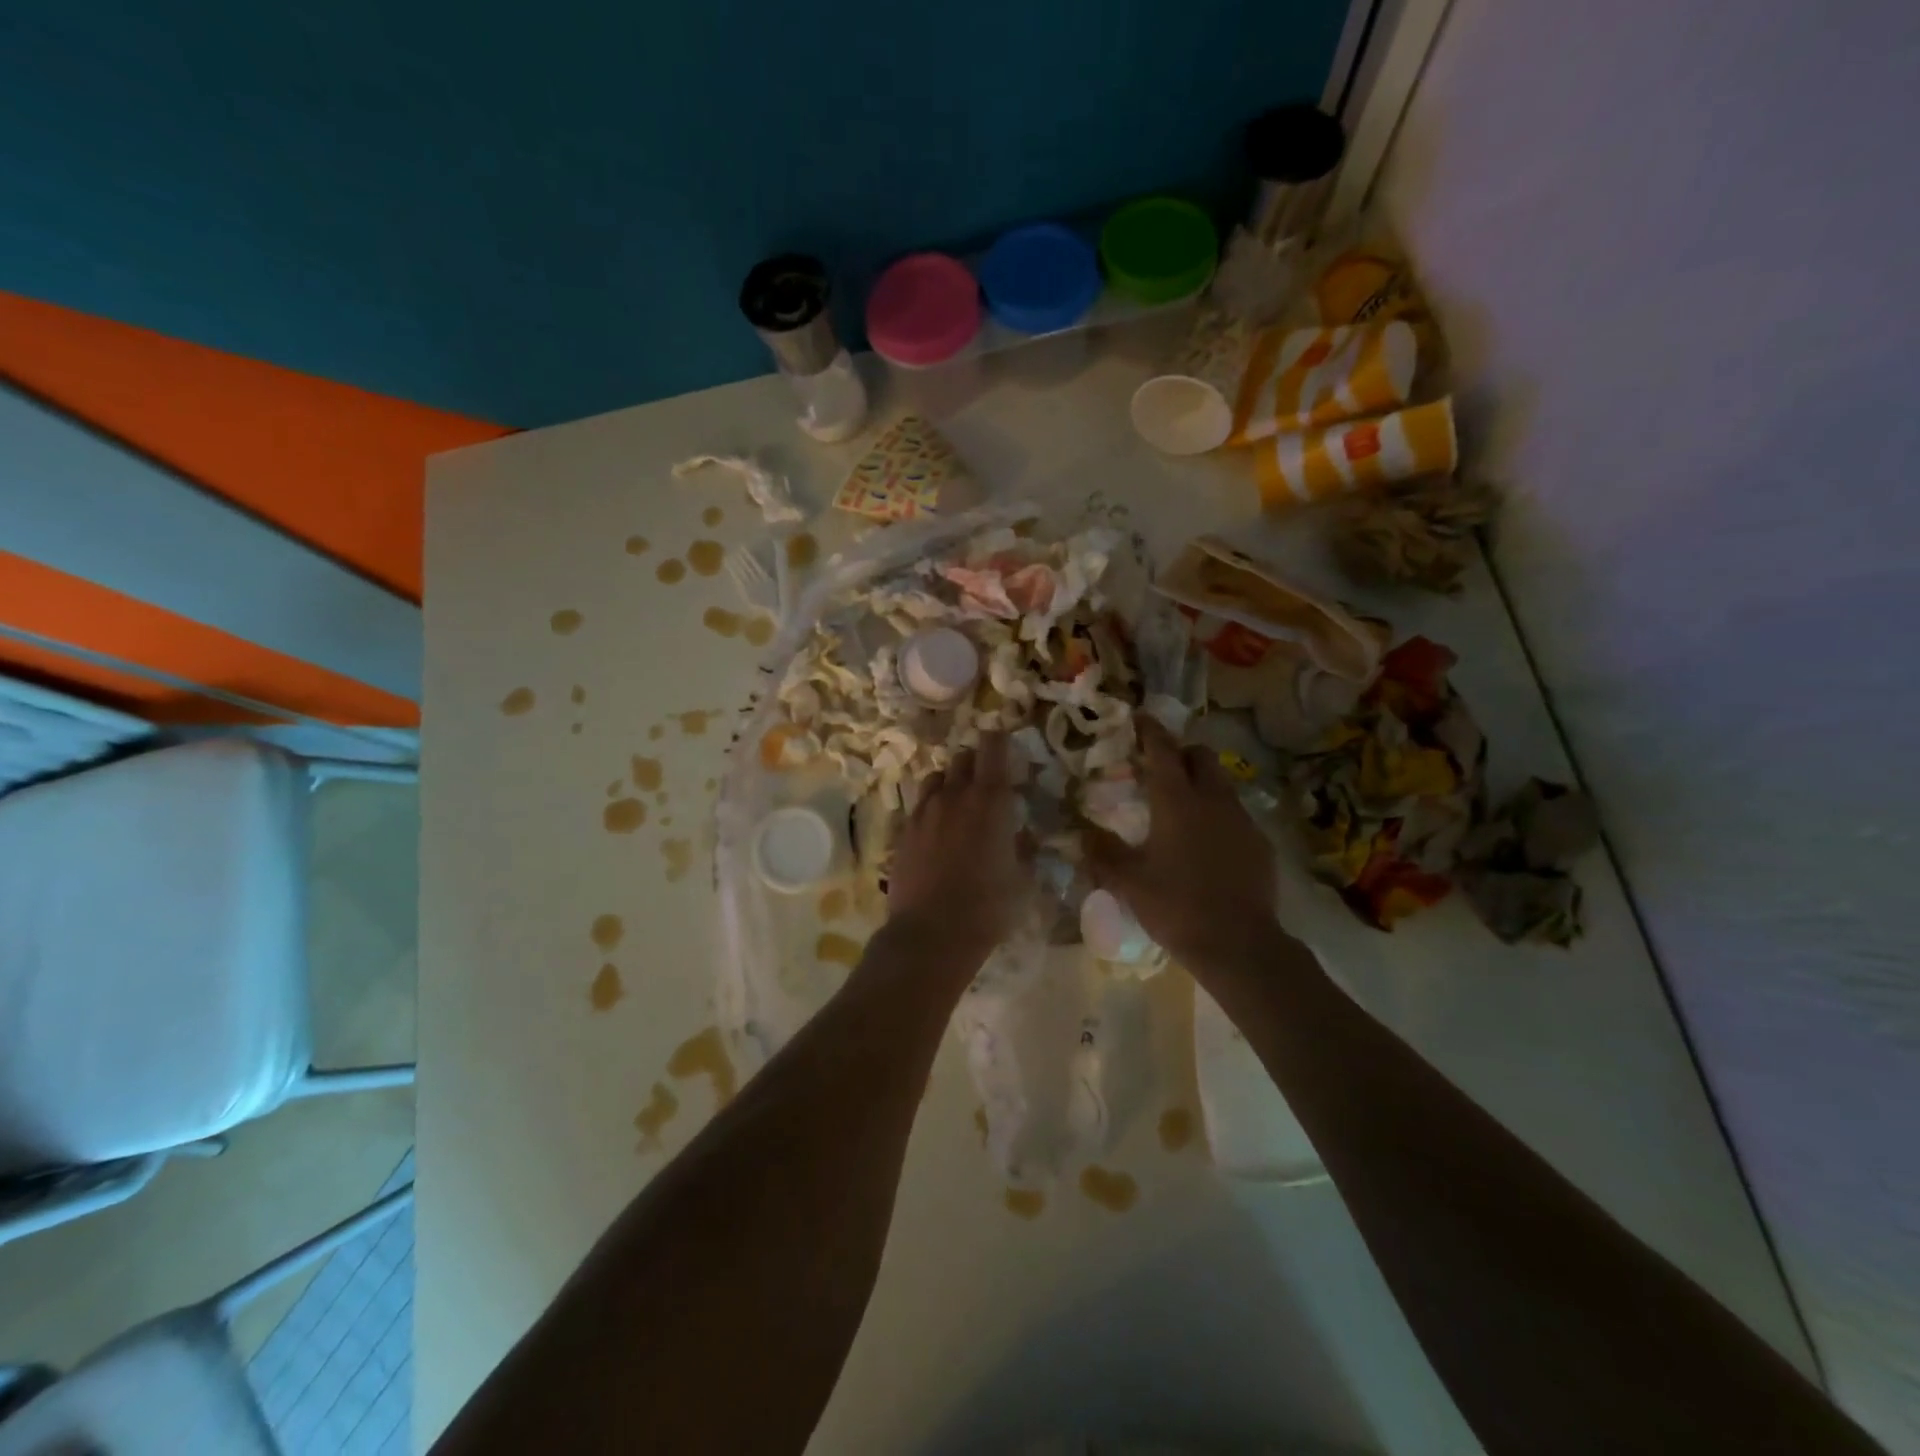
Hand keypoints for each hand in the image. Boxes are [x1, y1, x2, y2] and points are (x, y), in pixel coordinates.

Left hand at [888, 733, 1023, 957]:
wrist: (931, 934)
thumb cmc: (988, 908)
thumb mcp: (1022, 880)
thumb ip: (1024, 849)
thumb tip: (1022, 835)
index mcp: (990, 801)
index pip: (993, 748)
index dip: (999, 740)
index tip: (1004, 743)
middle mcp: (954, 796)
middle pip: (962, 758)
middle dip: (976, 761)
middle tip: (986, 778)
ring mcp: (924, 812)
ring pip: (937, 777)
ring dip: (951, 781)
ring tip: (959, 800)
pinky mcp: (904, 831)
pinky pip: (920, 804)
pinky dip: (932, 806)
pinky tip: (937, 828)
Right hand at [1086, 717, 1280, 970]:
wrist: (1239, 945)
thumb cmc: (1176, 906)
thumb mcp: (1129, 882)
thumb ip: (1102, 853)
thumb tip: (1080, 834)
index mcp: (1177, 802)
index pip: (1163, 750)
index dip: (1150, 730)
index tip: (1140, 717)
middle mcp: (1213, 800)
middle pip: (1201, 756)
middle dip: (1181, 753)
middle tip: (1160, 767)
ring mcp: (1242, 820)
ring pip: (1222, 784)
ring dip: (1201, 783)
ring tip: (1182, 807)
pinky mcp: (1260, 843)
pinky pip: (1236, 814)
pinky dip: (1218, 814)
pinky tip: (1207, 844)